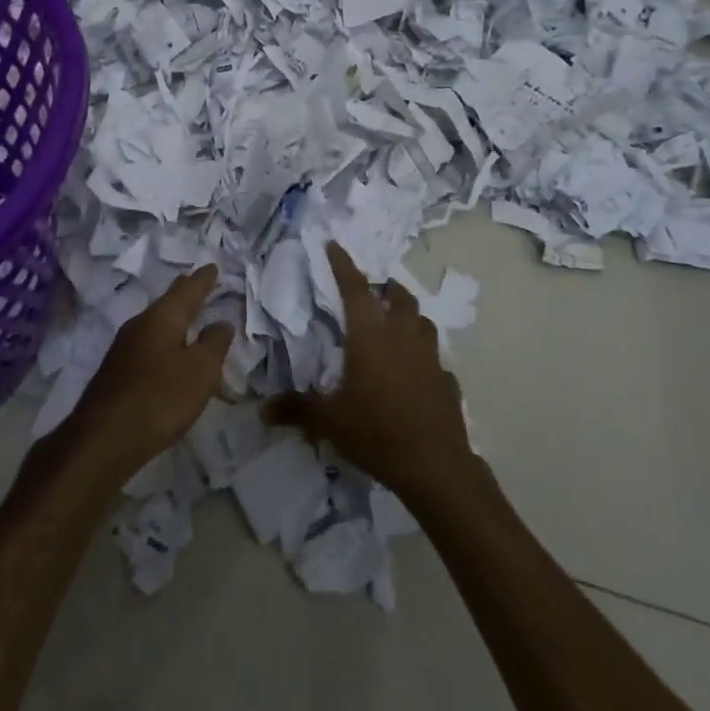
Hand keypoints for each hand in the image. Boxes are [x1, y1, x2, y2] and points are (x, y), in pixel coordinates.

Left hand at [64, 267, 232, 486]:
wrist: (103, 439)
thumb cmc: (160, 398)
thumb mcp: (200, 370)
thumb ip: (214, 343)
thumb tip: (221, 322)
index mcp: (162, 317)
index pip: (188, 290)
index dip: (203, 279)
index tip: (212, 266)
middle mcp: (140, 325)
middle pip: (168, 304)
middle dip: (185, 294)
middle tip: (198, 282)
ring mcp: (124, 349)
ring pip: (156, 325)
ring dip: (174, 319)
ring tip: (188, 317)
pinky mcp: (117, 374)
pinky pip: (148, 346)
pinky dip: (164, 342)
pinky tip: (167, 354)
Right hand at [265, 243, 479, 504]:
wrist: (434, 465)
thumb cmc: (376, 431)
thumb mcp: (329, 421)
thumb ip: (297, 409)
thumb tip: (262, 410)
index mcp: (370, 336)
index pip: (355, 288)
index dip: (343, 264)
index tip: (334, 245)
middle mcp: (403, 336)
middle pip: (399, 297)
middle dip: (386, 288)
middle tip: (373, 292)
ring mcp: (430, 357)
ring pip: (422, 322)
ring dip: (408, 316)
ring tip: (395, 326)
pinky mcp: (447, 381)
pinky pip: (435, 359)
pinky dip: (423, 357)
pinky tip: (415, 373)